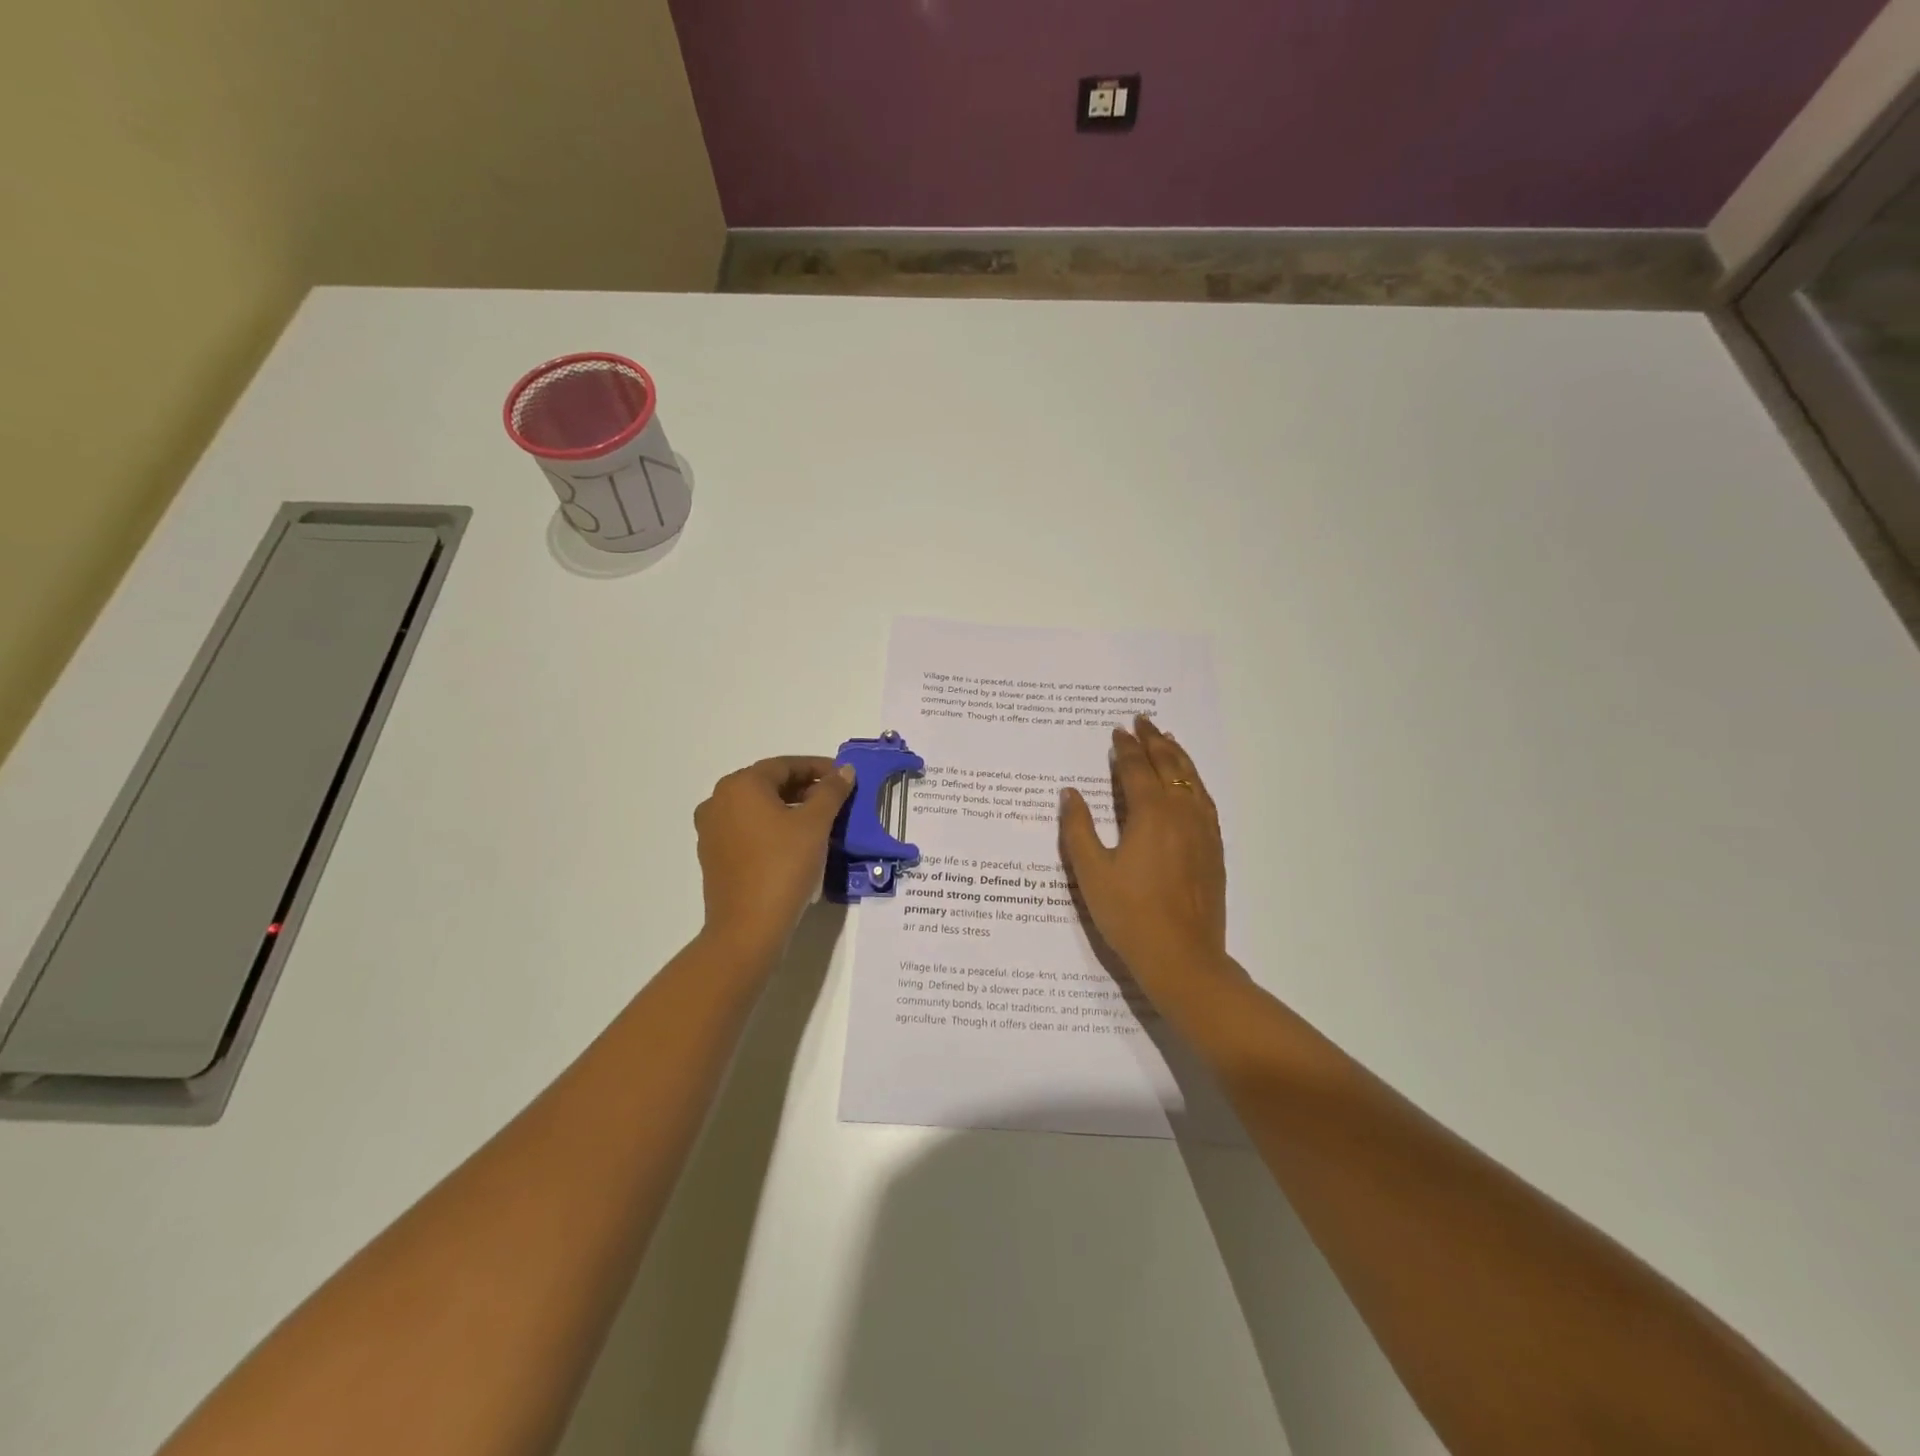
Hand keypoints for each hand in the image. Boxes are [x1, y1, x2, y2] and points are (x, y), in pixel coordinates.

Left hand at [695, 756, 853, 958]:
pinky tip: (796, 843)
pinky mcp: (714, 856)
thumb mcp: (815, 824)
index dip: (818, 768)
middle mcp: (718, 801)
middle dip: (804, 788)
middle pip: (768, 784)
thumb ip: (831, 792)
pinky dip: (772, 828)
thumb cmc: (783, 866)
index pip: (785, 765)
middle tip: (836, 799)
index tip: (844, 777)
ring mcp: (711, 830)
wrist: (748, 927)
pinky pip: (747, 830)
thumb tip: (844, 771)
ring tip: (820, 821)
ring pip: (757, 808)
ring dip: (789, 808)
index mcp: (740, 785)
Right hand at [1059, 718, 1235, 1004]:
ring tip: (1168, 739)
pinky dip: (1194, 781)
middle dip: (1154, 741)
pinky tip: (1190, 784)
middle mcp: (1181, 813)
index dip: (1125, 748)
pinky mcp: (1214, 849)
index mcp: (1150, 814)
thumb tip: (1070, 793)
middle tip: (1143, 721)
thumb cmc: (1129, 914)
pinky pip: (1205, 801)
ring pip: (1192, 780)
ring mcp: (1202, 830)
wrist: (1182, 957)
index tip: (1117, 731)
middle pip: (1169, 766)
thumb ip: (1078, 828)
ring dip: (1178, 756)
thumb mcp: (1091, 872)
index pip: (1136, 769)